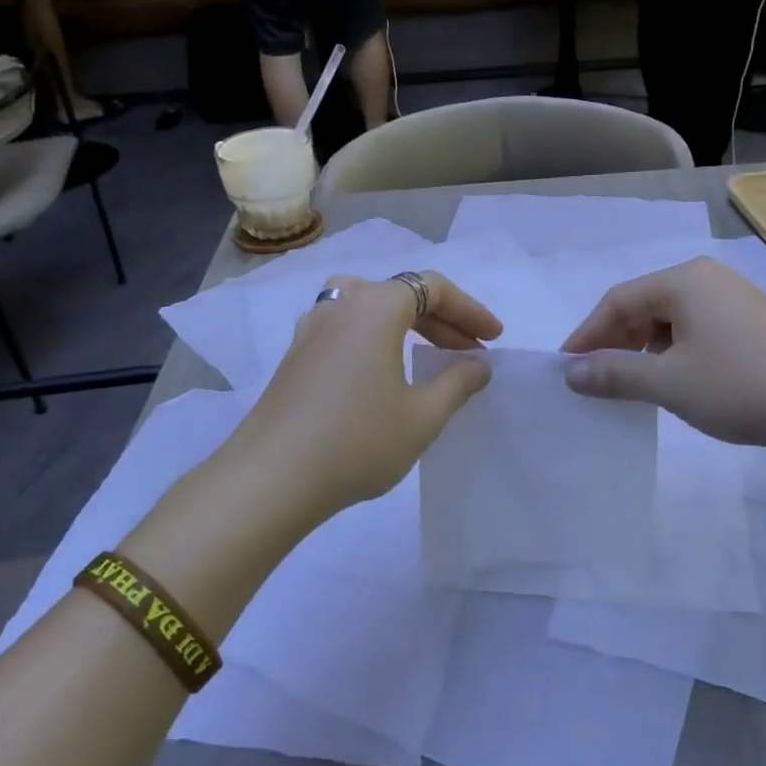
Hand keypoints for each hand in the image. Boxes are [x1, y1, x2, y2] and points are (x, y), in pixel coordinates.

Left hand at [230, 271, 501, 528]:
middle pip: (400, 293)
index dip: (470, 310)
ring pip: (368, 306)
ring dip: (405, 324)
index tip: (493, 340)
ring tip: (425, 352)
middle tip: (470, 352)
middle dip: (443, 319)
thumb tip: (478, 364)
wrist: (272, 478)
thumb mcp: (422, 417)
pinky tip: (380, 372)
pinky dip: (374, 338)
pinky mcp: (294, 355)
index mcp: (375, 307)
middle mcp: (341, 304)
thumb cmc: (358, 441)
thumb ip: (457, 383)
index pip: (433, 287)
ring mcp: (311, 327)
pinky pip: (345, 328)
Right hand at [560, 258, 765, 450]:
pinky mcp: (752, 322)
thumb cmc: (742, 385)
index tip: (566, 369)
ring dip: (643, 350)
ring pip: (669, 320)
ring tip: (632, 384)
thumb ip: (614, 375)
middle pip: (642, 306)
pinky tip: (675, 380)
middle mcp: (706, 279)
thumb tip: (570, 373)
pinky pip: (695, 330)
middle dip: (614, 342)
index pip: (617, 301)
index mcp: (682, 281)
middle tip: (594, 379)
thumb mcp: (669, 383)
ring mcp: (733, 299)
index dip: (586, 335)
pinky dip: (673, 353)